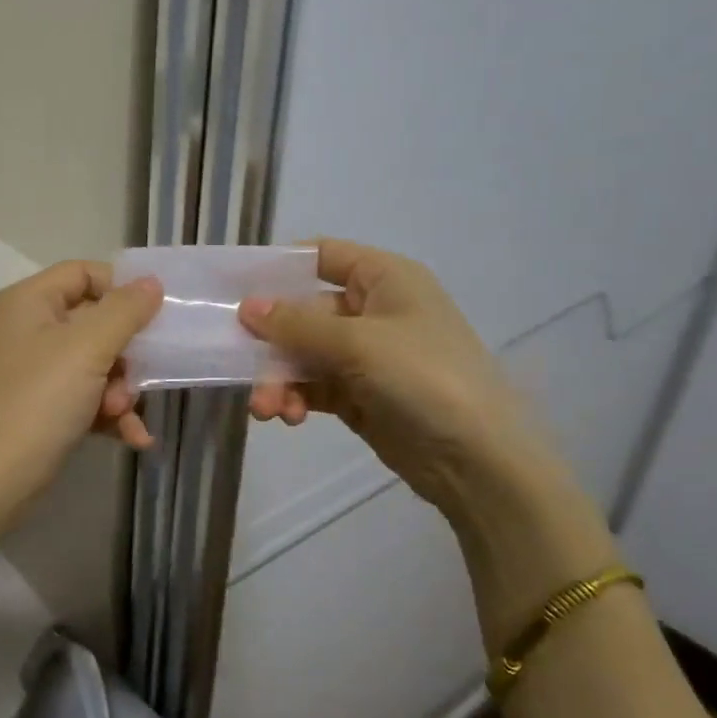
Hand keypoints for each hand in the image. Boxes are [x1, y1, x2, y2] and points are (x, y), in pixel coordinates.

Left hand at [0, 261, 163, 511]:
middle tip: (135, 379)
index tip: (154, 316)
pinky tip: (133, 438)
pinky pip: (86, 396)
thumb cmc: (38, 401)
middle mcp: (29, 328)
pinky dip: (109, 414)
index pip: (84, 273)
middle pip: (95, 321)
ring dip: (120, 389)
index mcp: (30, 301)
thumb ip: (125, 311)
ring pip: (96, 364)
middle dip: (124, 354)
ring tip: (121, 414)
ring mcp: (34, 370)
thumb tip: (152, 282)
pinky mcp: (42, 407)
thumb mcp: (87, 348)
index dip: (121, 289)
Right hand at [240, 239, 555, 518]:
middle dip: (272, 342)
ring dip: (279, 377)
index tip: (237, 288)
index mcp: (384, 279)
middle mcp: (373, 310)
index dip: (280, 267)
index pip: (323, 255)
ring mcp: (367, 356)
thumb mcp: (358, 343)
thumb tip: (247, 307)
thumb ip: (297, 325)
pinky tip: (288, 417)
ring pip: (304, 354)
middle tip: (240, 365)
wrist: (479, 461)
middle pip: (304, 312)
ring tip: (267, 409)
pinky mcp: (360, 395)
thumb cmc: (424, 378)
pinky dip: (296, 398)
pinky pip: (314, 386)